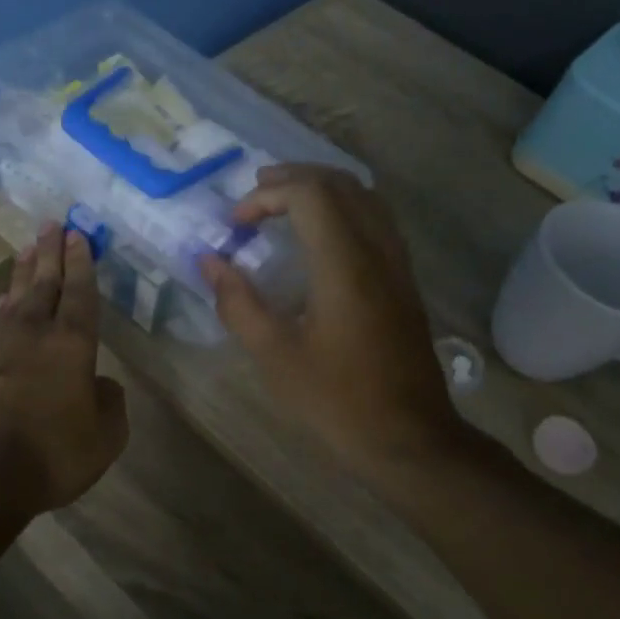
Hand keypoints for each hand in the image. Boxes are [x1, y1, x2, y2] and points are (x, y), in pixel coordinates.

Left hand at [0, 223, 128, 520]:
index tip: (77, 235)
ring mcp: (0, 348)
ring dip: (23, 273)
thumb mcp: (104, 437)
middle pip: (44, 284)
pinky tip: (1, 302)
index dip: (80, 264)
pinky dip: (1, 308)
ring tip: (27, 251)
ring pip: (15, 298)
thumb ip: (110, 405)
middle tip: (51, 224)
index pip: (79, 294)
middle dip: (50, 253)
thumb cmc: (53, 451)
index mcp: (72, 345)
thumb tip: (104, 385)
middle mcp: (35, 335)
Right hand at [199, 165, 461, 479]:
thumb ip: (238, 302)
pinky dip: (344, 208)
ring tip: (283, 204)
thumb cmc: (336, 400)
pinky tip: (321, 236)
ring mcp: (398, 265)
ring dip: (322, 189)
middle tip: (254, 195)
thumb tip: (210, 261)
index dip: (267, 195)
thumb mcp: (274, 356)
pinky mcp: (405, 282)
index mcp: (345, 265)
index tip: (236, 224)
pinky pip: (377, 220)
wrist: (409, 439)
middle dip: (293, 179)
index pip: (309, 194)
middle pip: (340, 184)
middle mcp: (377, 251)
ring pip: (365, 197)